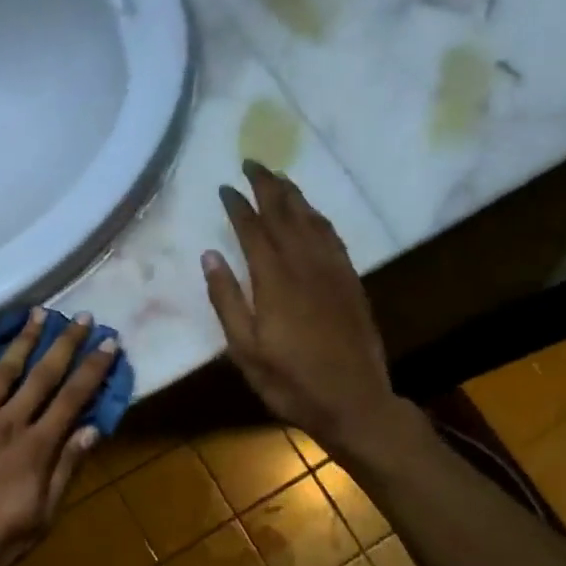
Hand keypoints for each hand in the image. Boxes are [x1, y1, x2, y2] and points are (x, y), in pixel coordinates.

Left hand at [0, 309, 116, 565]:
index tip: (109, 343)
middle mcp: (8, 422)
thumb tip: (91, 430)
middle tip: (82, 317)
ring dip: (24, 340)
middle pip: (43, 375)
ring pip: (4, 370)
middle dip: (65, 343)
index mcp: (36, 447)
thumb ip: (65, 471)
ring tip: (38, 313)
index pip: (73, 399)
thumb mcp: (41, 518)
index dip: (93, 369)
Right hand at [202, 160, 401, 453]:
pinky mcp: (351, 282)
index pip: (253, 230)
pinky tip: (312, 214)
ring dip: (294, 195)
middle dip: (267, 186)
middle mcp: (305, 266)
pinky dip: (319, 218)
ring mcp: (333, 272)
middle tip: (253, 163)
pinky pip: (333, 237)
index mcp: (274, 281)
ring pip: (312, 221)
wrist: (354, 402)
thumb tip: (210, 256)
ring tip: (279, 178)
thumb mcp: (245, 350)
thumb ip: (226, 300)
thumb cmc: (290, 381)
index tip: (225, 186)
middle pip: (285, 215)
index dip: (238, 206)